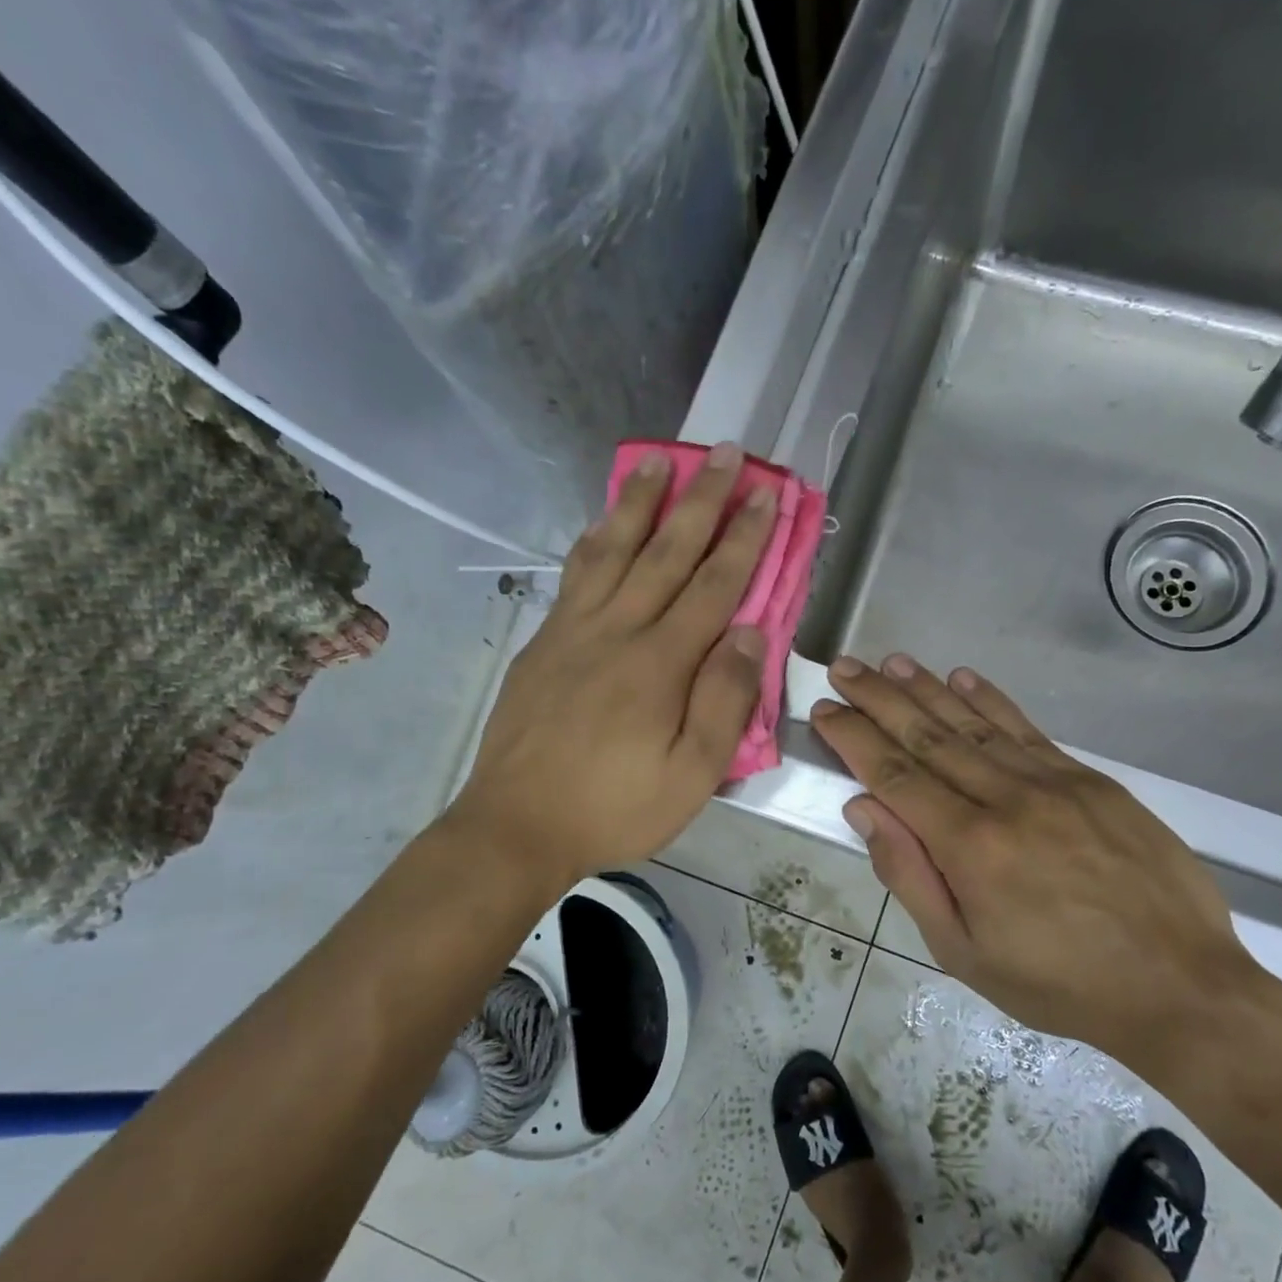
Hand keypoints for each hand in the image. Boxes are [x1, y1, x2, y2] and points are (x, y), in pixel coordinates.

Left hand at [451, 444, 776, 883]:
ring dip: (640, 502)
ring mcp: (573, 632)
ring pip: (612, 551)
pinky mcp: (543, 643)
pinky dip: (595, 540)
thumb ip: (724, 703)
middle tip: (725, 454)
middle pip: (665, 552)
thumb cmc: (614, 809)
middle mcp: (617, 631)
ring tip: (659, 462)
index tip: (766, 495)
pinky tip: (603, 524)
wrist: (516, 827)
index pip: (713, 586)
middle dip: (702, 501)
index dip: (744, 538)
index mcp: (659, 664)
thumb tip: (750, 635)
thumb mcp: (690, 776)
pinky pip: (575, 576)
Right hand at [811, 654, 1267, 1080]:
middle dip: (879, 698)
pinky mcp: (1090, 780)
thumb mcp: (964, 953)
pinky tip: (963, 677)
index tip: (825, 710)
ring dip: (928, 688)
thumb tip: (865, 810)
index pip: (894, 774)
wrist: (1180, 985)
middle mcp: (1006, 799)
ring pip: (974, 723)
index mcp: (969, 846)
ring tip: (891, 662)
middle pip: (928, 735)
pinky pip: (1027, 729)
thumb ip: (910, 876)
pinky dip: (991, 700)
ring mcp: (1053, 782)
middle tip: (845, 668)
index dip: (854, 738)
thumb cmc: (1059, 983)